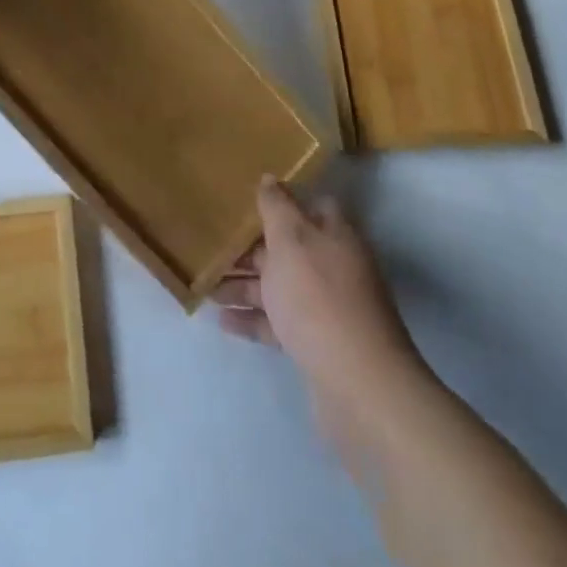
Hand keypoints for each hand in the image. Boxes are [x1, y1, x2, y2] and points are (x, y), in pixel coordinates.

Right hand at [216, 178, 425, 410]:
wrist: (359, 388)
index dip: (278, 200)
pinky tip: (222, 320)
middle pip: (288, 248)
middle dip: (250, 247)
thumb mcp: (291, 239)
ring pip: (279, 287)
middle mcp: (333, 266)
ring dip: (244, 285)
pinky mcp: (316, 345)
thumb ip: (276, 207)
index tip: (243, 199)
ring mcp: (326, 308)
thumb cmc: (319, 298)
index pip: (308, 205)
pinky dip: (252, 319)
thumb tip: (268, 179)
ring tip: (206, 286)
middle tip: (211, 244)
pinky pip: (278, 324)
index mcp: (333, 235)